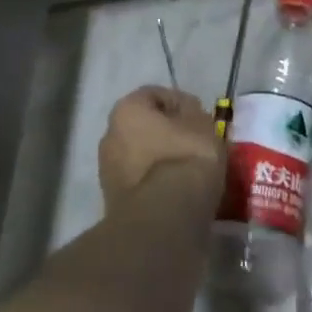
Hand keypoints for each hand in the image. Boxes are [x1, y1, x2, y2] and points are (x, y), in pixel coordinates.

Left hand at [97, 86, 221, 212]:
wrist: (165, 217)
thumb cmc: (185, 157)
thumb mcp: (203, 125)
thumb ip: (194, 114)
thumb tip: (188, 116)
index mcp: (127, 109)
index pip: (155, 95)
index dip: (181, 103)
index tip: (200, 118)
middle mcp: (109, 135)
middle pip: (144, 127)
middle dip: (167, 133)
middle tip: (194, 142)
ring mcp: (107, 171)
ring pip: (141, 155)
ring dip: (161, 159)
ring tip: (188, 170)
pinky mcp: (113, 202)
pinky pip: (140, 181)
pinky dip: (156, 182)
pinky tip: (178, 190)